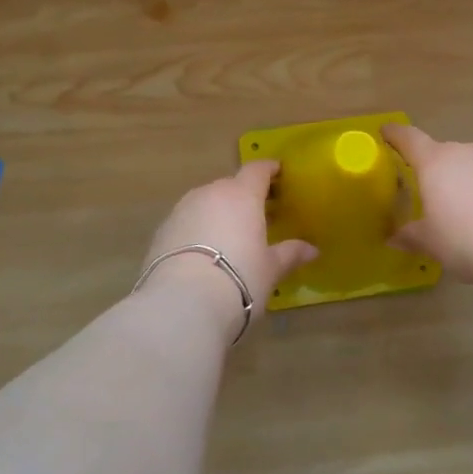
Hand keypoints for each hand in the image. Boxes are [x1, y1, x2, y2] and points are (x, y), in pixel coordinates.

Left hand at [139, 162, 316, 331]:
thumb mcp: (270, 269)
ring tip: (229, 236)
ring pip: (205, 203)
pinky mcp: (160, 231)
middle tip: (258, 214)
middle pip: (230, 186)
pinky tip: (203, 254)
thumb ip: (290, 254)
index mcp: (241, 195)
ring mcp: (181, 210)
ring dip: (218, 213)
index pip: (257, 170)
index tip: (278, 173)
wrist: (181, 303)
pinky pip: (186, 222)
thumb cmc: (239, 279)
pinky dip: (197, 231)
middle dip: (244, 196)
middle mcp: (210, 193)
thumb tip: (312, 249)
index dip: (269, 170)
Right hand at [383, 125, 472, 289]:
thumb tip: (394, 236)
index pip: (409, 138)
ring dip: (460, 181)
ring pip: (468, 165)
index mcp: (435, 162)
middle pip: (441, 154)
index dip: (394, 134)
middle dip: (432, 170)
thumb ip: (410, 236)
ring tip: (460, 211)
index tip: (385, 131)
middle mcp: (464, 151)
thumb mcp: (431, 242)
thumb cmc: (466, 239)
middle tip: (425, 194)